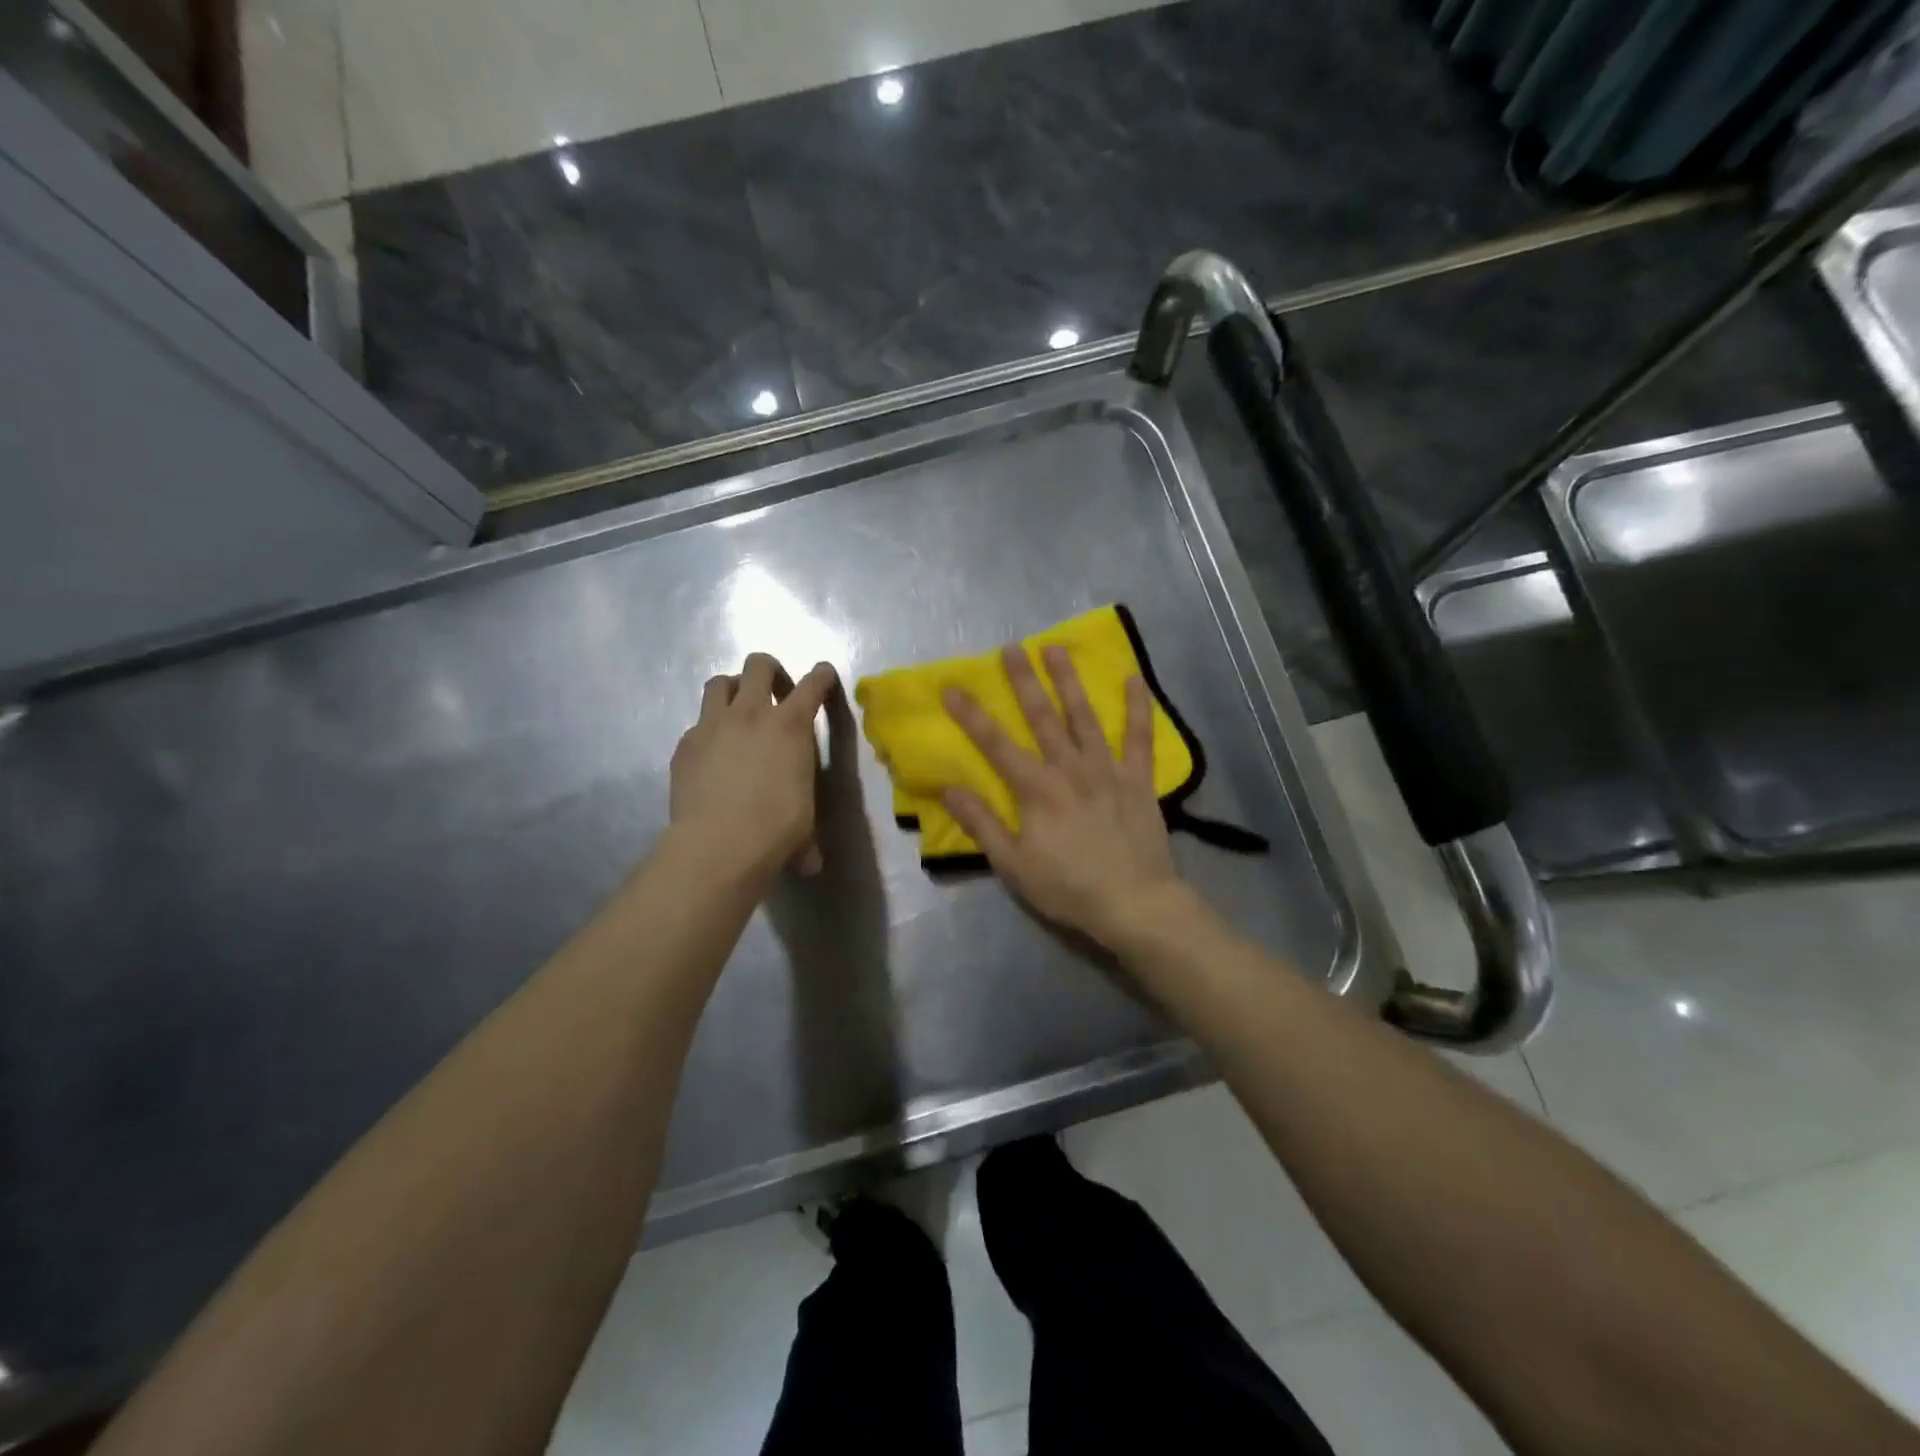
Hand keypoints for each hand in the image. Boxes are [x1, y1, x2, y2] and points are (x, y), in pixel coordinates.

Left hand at [670, 653, 838, 884]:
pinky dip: (708, 731)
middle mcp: (751, 714)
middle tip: (775, 693)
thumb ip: (806, 832)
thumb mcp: (804, 822)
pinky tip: (711, 755)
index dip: (822, 676)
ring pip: (720, 682)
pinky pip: (697, 724)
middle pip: (759, 665)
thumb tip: (810, 864)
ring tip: (737, 711)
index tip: (823, 675)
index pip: (813, 684)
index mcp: (790, 725)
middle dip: (770, 671)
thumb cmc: (775, 829)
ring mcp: (713, 725)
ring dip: (733, 690)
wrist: (718, 844)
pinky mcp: (685, 744)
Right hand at [942, 643, 1184, 947]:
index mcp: (1036, 789)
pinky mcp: (1137, 779)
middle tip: (1011, 648)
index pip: (995, 744)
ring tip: (1057, 648)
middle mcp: (1069, 768)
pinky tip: (1134, 678)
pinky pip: (1139, 737)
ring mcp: (1107, 769)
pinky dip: (1137, 707)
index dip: (971, 715)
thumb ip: (981, 823)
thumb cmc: (1067, 887)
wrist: (1133, 903)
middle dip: (1024, 681)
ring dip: (1070, 681)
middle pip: (1042, 717)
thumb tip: (949, 788)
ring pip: (1085, 716)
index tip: (952, 687)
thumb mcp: (1013, 864)